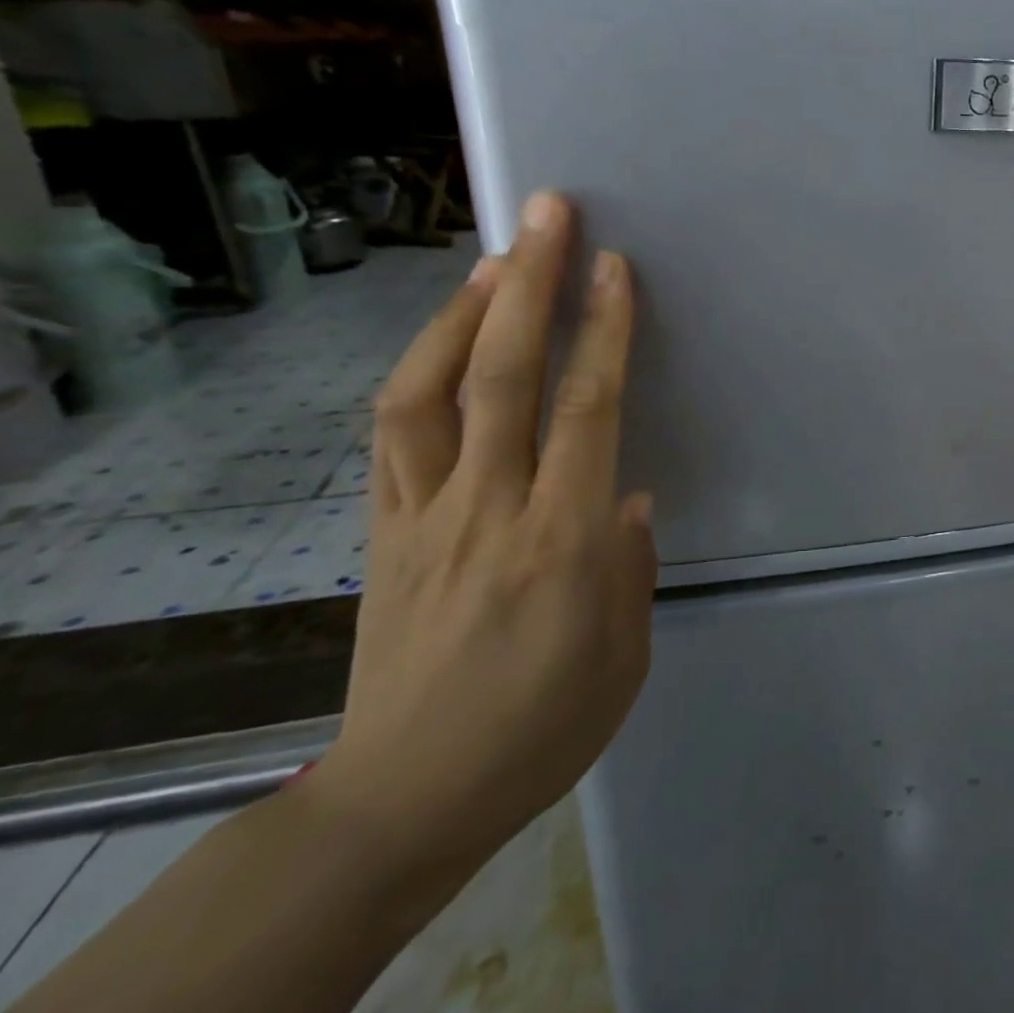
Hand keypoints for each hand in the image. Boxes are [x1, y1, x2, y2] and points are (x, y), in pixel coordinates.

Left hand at [308, 190, 656, 874]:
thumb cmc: (540, 729)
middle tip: (547, 214)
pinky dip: (417, 374)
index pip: (587, 409)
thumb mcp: (625, 656)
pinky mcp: (382, 533)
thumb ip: (631, 565)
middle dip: (529, 284)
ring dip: (462, 313)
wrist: (406, 798)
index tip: (614, 268)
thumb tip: (629, 497)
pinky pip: (392, 436)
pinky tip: (441, 342)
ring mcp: (424, 515)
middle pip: (502, 374)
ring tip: (494, 261)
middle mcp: (488, 508)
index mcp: (562, 540)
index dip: (603, 331)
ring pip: (428, 391)